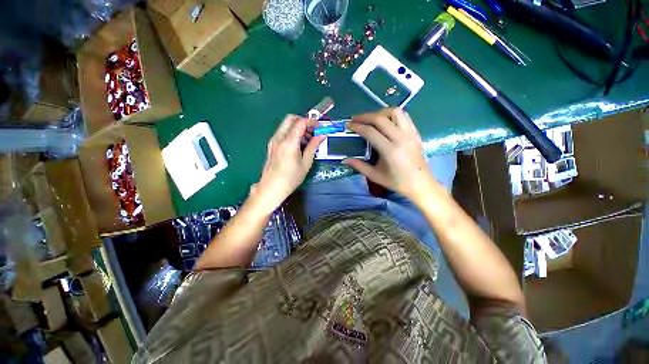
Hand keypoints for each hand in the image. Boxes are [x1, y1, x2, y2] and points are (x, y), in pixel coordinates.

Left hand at [254, 115, 324, 211]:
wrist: (271, 187)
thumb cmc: (291, 178)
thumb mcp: (306, 163)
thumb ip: (313, 147)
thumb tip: (321, 136)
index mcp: (289, 142)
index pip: (300, 122)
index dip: (311, 121)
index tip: (319, 127)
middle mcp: (279, 138)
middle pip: (290, 118)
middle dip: (303, 121)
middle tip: (312, 131)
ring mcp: (274, 140)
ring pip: (286, 125)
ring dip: (297, 127)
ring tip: (306, 140)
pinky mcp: (271, 145)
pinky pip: (282, 132)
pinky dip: (291, 133)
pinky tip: (297, 145)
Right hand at [344, 108, 439, 201]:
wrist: (421, 184)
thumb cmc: (397, 182)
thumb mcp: (375, 176)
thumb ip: (359, 166)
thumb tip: (344, 160)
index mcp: (390, 151)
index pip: (371, 132)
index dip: (358, 127)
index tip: (349, 125)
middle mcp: (401, 138)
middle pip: (381, 118)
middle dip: (365, 116)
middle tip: (355, 119)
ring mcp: (410, 133)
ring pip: (395, 112)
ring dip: (380, 112)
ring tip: (370, 119)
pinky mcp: (416, 132)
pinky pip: (404, 116)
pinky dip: (391, 115)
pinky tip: (385, 121)